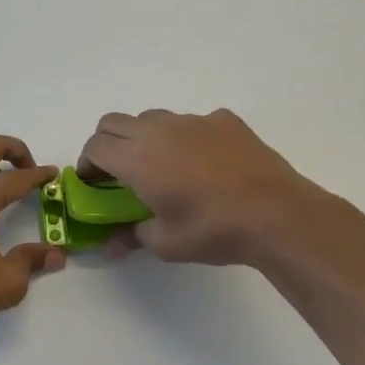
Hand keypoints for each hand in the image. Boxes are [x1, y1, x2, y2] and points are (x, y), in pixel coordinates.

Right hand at [78, 108, 328, 266]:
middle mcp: (158, 131)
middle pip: (114, 122)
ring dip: (144, 137)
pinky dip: (186, 137)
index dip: (88, 163)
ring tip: (162, 166)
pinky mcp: (224, 120)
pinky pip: (193, 122)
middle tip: (118, 172)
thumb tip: (111, 245)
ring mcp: (193, 121)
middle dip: (107, 143)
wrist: (276, 213)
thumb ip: (133, 237)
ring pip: (153, 118)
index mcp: (137, 158)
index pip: (96, 146)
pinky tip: (205, 163)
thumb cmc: (213, 230)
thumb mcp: (166, 244)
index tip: (93, 182)